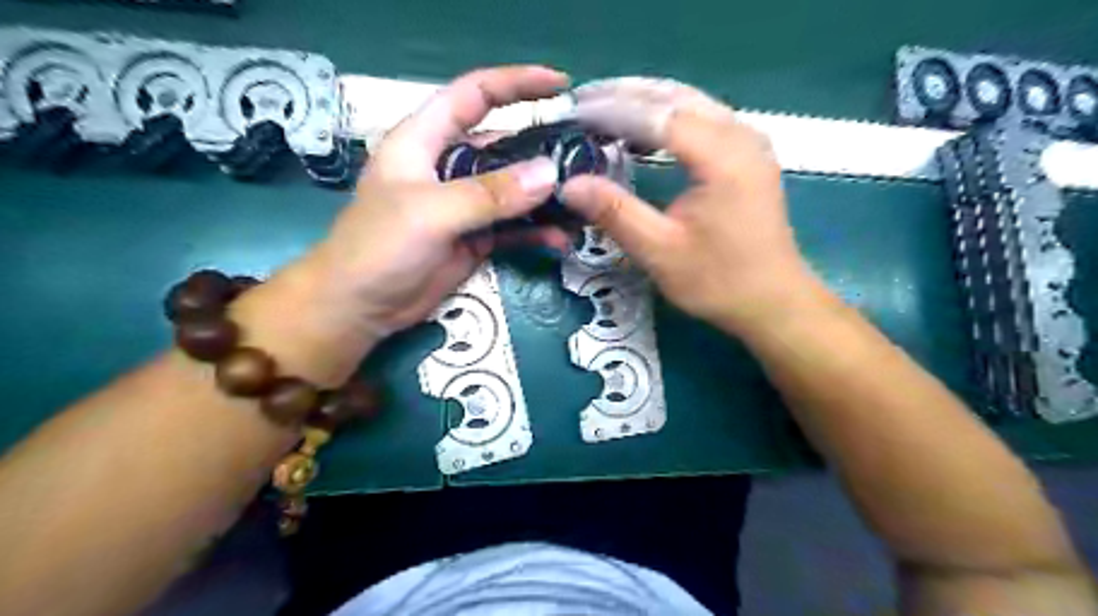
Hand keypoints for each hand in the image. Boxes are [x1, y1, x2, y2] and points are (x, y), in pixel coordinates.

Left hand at [304, 66, 569, 337]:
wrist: (360, 308)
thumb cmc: (379, 248)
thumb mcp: (431, 213)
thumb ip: (489, 194)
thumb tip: (549, 174)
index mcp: (425, 141)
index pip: (473, 95)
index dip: (516, 84)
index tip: (560, 86)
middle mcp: (448, 167)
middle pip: (502, 145)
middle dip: (542, 149)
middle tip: (586, 157)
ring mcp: (463, 205)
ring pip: (512, 190)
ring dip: (545, 197)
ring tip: (581, 203)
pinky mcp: (474, 237)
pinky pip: (512, 228)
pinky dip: (535, 232)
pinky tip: (560, 238)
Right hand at [560, 76, 817, 337]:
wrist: (773, 301)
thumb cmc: (718, 280)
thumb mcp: (659, 252)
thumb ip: (615, 213)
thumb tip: (568, 185)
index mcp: (722, 156)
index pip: (658, 114)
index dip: (612, 110)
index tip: (573, 113)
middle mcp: (740, 135)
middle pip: (675, 96)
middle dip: (625, 95)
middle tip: (582, 103)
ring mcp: (748, 141)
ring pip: (690, 102)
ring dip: (646, 102)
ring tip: (603, 111)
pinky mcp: (747, 154)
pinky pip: (702, 118)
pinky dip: (667, 118)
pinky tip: (643, 135)